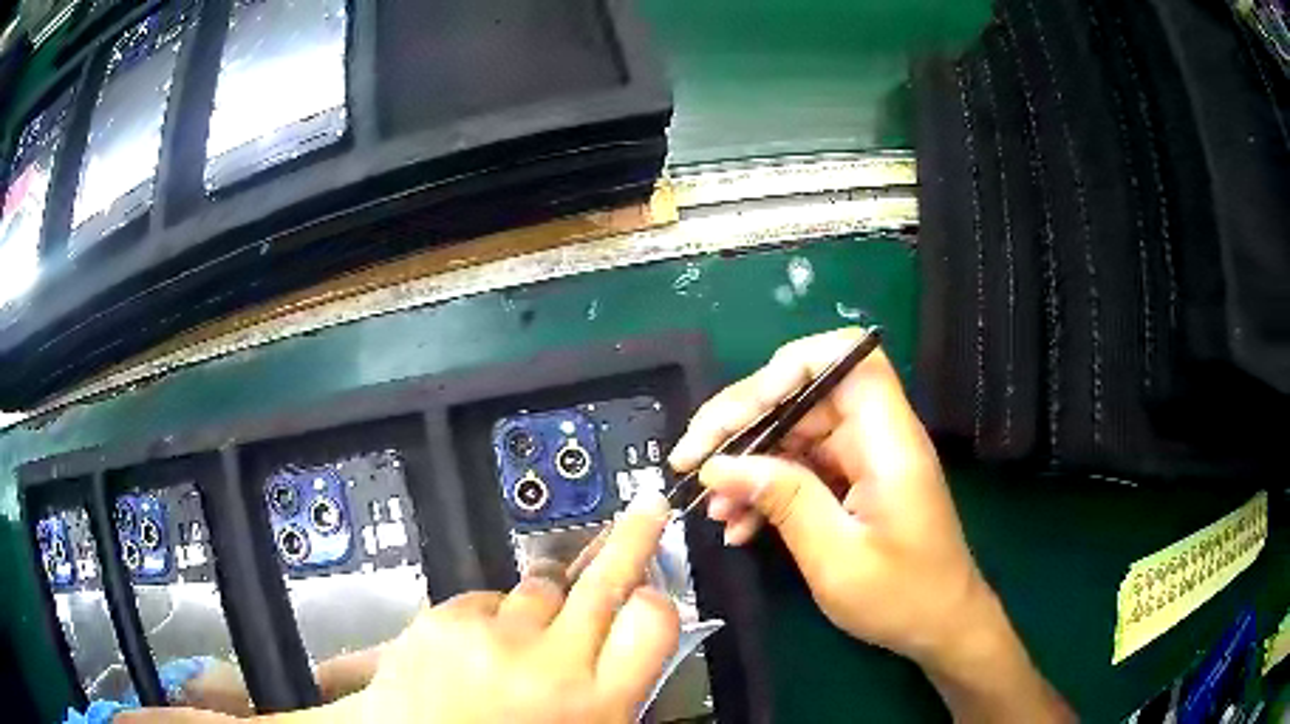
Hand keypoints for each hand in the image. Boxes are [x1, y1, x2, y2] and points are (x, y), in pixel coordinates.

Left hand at [348, 489, 679, 723]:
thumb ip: (606, 690)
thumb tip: (621, 647)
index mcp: (594, 705)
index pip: (652, 624)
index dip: (655, 604)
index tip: (651, 593)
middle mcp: (546, 664)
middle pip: (603, 582)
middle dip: (630, 541)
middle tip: (645, 511)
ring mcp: (488, 637)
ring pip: (535, 588)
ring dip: (535, 608)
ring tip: (513, 647)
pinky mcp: (439, 620)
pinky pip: (482, 599)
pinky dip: (483, 620)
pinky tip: (469, 654)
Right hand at [670, 328, 1073, 721]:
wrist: (939, 626)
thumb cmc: (901, 596)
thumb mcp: (836, 557)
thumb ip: (783, 501)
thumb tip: (720, 466)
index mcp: (887, 440)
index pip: (844, 358)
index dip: (789, 367)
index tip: (744, 413)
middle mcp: (875, 436)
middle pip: (803, 395)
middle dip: (743, 423)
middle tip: (693, 461)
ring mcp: (862, 459)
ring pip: (793, 434)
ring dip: (748, 464)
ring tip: (712, 505)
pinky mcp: (851, 483)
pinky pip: (799, 468)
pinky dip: (766, 490)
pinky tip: (737, 524)